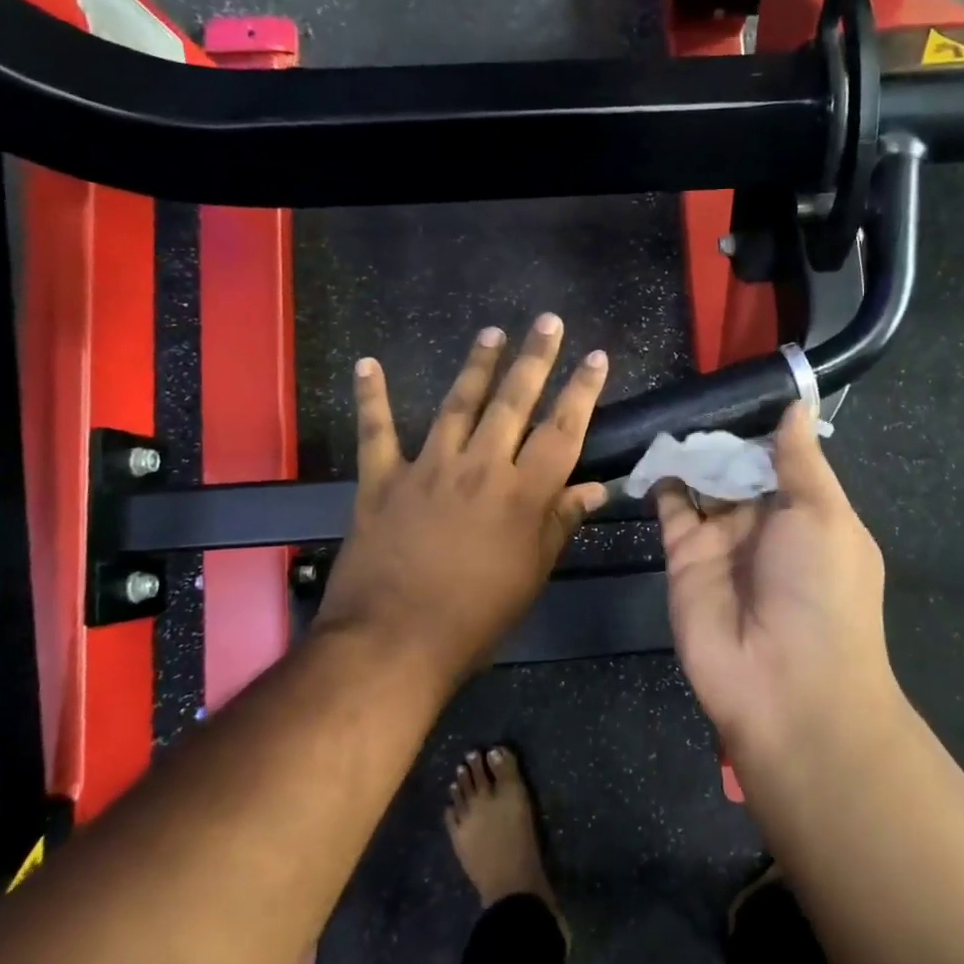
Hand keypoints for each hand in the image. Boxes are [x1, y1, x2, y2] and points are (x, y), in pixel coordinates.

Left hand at [312, 315, 609, 684]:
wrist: (394, 641)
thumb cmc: (476, 617)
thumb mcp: (532, 574)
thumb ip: (560, 523)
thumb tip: (596, 488)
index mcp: (523, 494)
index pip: (563, 431)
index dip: (582, 391)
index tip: (595, 357)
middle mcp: (480, 468)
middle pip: (513, 402)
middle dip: (534, 359)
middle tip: (547, 321)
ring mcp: (428, 468)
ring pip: (457, 405)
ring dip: (476, 366)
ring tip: (492, 334)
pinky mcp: (382, 480)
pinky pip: (377, 431)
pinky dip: (371, 397)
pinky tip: (367, 364)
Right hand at [658, 403, 897, 759]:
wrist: (785, 686)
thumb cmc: (821, 591)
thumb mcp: (824, 515)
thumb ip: (800, 460)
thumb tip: (797, 406)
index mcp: (807, 513)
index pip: (780, 458)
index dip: (760, 426)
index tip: (737, 385)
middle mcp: (764, 524)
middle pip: (737, 467)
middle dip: (720, 434)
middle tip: (694, 388)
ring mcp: (722, 540)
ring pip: (702, 483)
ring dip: (690, 451)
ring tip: (669, 408)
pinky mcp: (683, 557)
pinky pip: (670, 508)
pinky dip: (661, 479)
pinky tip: (654, 446)